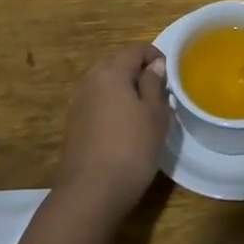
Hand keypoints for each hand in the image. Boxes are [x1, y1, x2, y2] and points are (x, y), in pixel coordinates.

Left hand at [54, 45, 170, 222]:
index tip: (169, 73)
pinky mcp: (74, 124)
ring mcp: (78, 103)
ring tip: (142, 110)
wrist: (90, 193)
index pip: (134, 49)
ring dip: (123, 88)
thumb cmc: (131, 149)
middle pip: (116, 63)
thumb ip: (154, 84)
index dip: (154, 55)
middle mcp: (91, 81)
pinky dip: (111, 105)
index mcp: (111, 72)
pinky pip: (96, 102)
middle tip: (157, 91)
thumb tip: (154, 65)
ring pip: (105, 83)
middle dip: (137, 70)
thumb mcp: (154, 115)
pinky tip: (123, 127)